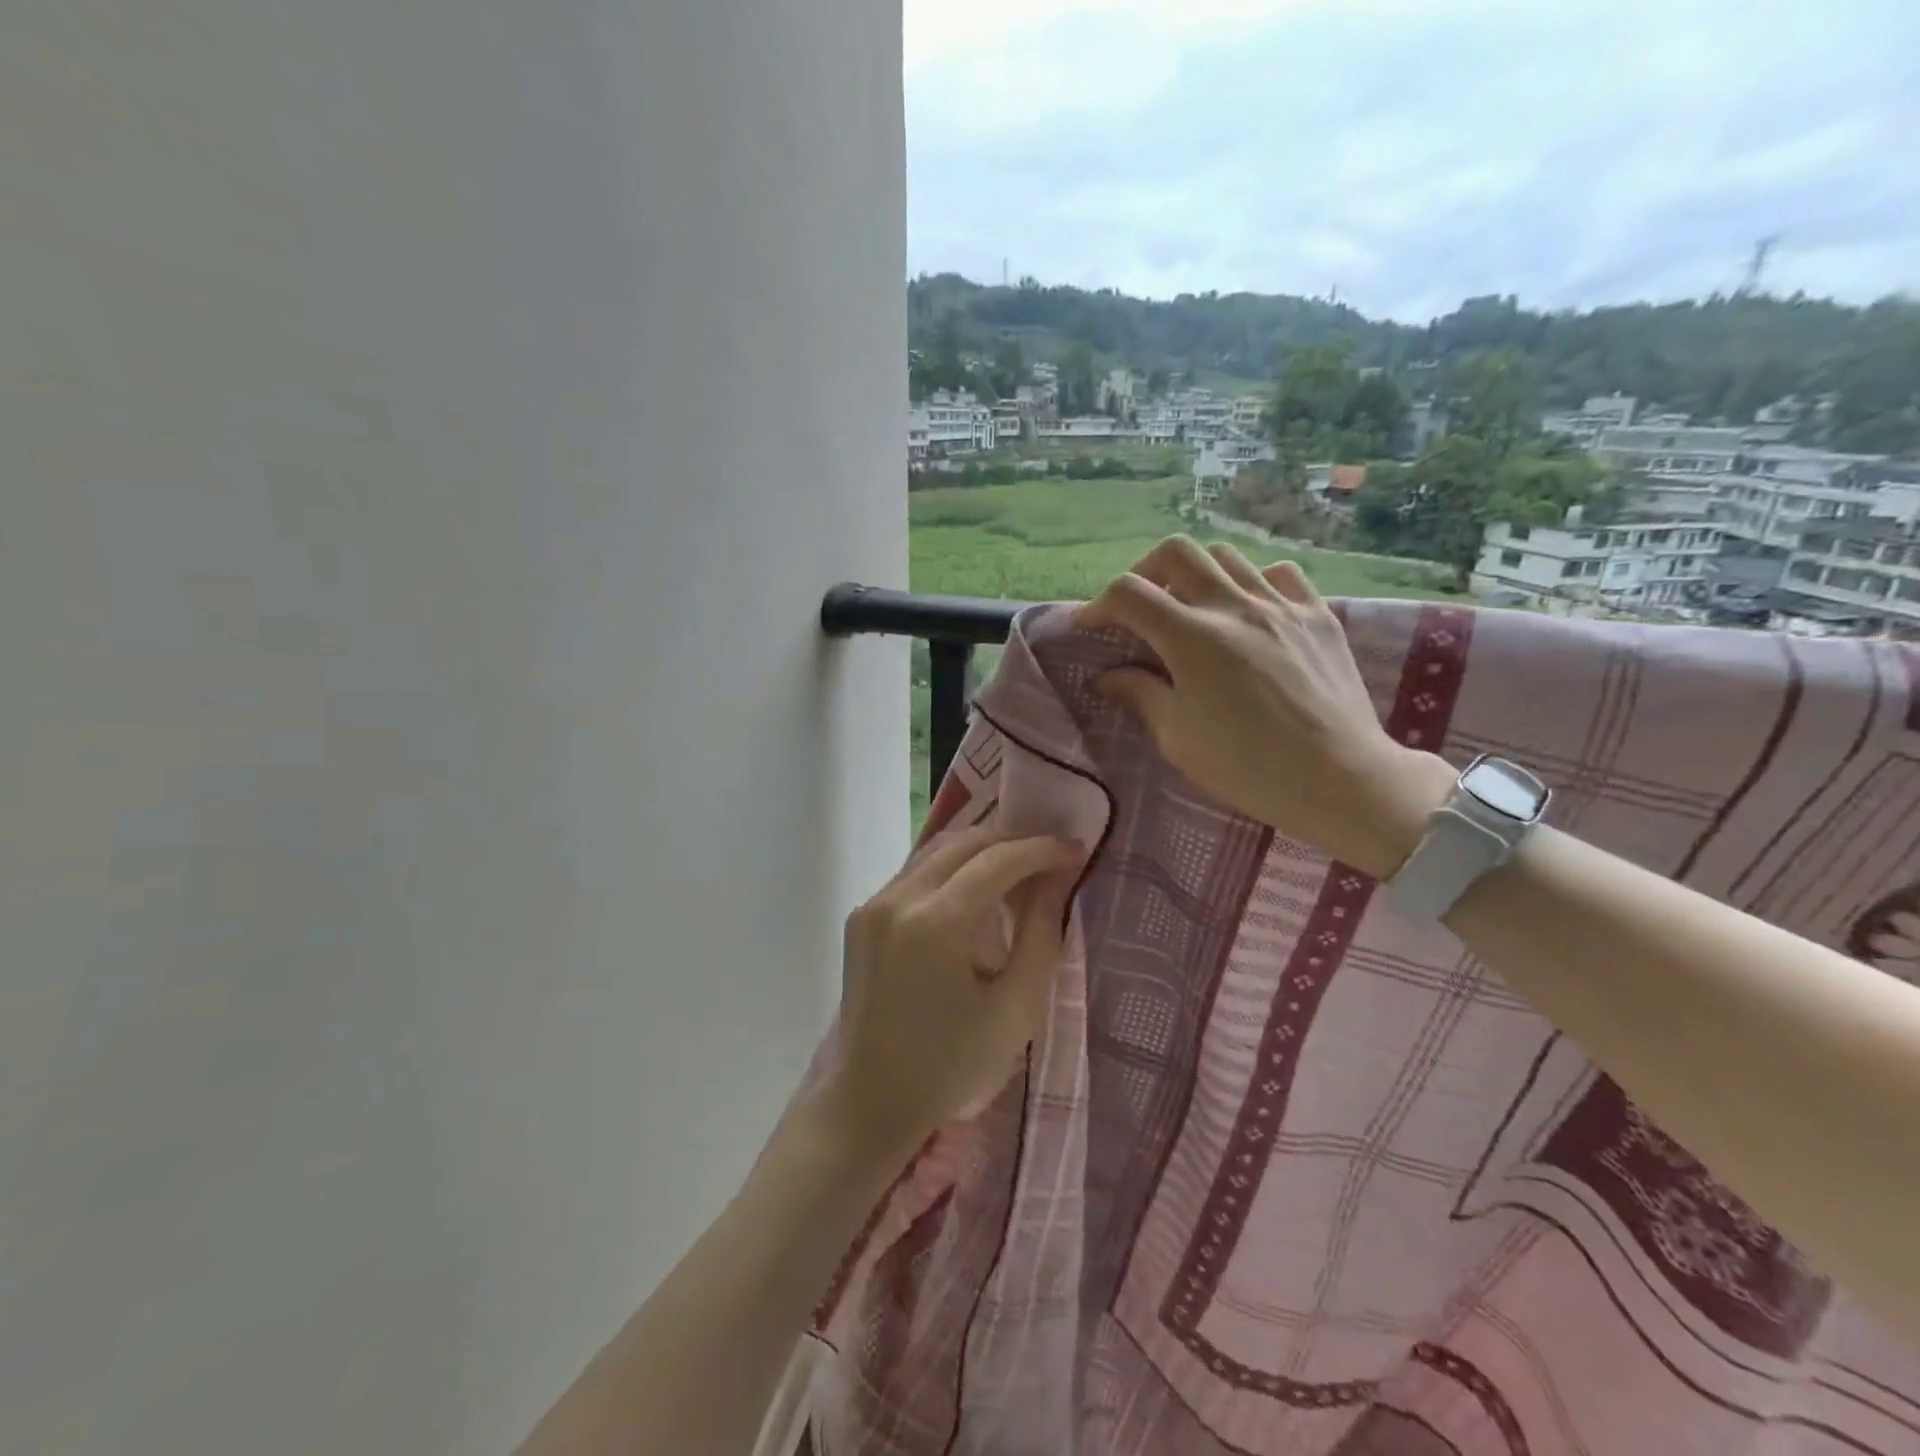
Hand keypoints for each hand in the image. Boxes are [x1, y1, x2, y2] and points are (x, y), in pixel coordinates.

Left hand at [826, 826, 1085, 1159]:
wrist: (872, 1099)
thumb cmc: (952, 1065)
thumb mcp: (1016, 1008)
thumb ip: (1041, 933)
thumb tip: (1055, 878)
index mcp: (936, 923)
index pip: (997, 860)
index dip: (1040, 849)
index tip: (1075, 850)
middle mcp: (898, 899)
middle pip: (964, 844)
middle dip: (1012, 842)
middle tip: (1051, 858)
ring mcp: (873, 903)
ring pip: (937, 852)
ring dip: (981, 852)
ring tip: (1019, 871)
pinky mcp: (862, 914)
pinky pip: (915, 874)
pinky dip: (952, 871)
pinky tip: (976, 893)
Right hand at [1076, 536, 1454, 878]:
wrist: (1340, 779)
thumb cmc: (1248, 767)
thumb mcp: (1178, 738)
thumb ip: (1141, 695)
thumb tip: (1109, 676)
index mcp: (1192, 639)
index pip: (1130, 593)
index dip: (1099, 603)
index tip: (1089, 625)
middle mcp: (1234, 607)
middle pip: (1176, 552)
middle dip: (1143, 571)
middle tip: (1137, 606)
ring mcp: (1281, 605)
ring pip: (1226, 556)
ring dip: (1194, 574)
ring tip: (1189, 608)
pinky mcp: (1317, 614)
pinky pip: (1277, 574)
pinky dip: (1250, 582)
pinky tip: (1247, 611)